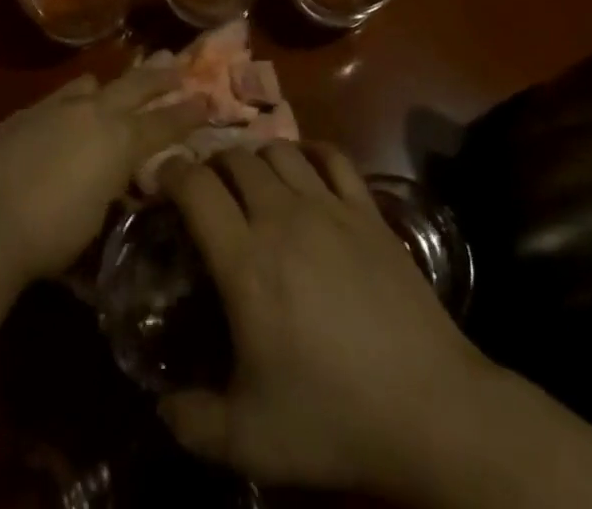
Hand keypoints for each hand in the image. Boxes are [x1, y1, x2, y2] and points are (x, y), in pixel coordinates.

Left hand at [0, 68, 209, 281]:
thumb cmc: (55, 235)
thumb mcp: (100, 216)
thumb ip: (115, 185)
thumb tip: (121, 177)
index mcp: (120, 140)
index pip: (163, 124)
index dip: (187, 113)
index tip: (206, 99)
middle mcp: (94, 113)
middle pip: (135, 86)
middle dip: (160, 76)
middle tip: (177, 63)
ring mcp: (58, 107)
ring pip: (93, 83)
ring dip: (112, 82)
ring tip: (119, 78)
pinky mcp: (26, 113)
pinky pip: (58, 97)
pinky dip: (72, 100)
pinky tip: (68, 107)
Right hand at [158, 144, 493, 498]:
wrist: (429, 407)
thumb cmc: (333, 418)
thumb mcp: (248, 441)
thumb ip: (192, 422)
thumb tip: (161, 407)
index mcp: (245, 261)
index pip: (196, 188)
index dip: (172, 172)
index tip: (162, 179)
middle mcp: (283, 217)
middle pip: (237, 158)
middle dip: (212, 163)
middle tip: (206, 188)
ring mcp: (330, 207)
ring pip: (281, 150)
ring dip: (256, 156)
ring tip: (251, 179)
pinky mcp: (368, 210)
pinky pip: (334, 157)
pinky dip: (311, 151)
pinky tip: (306, 166)